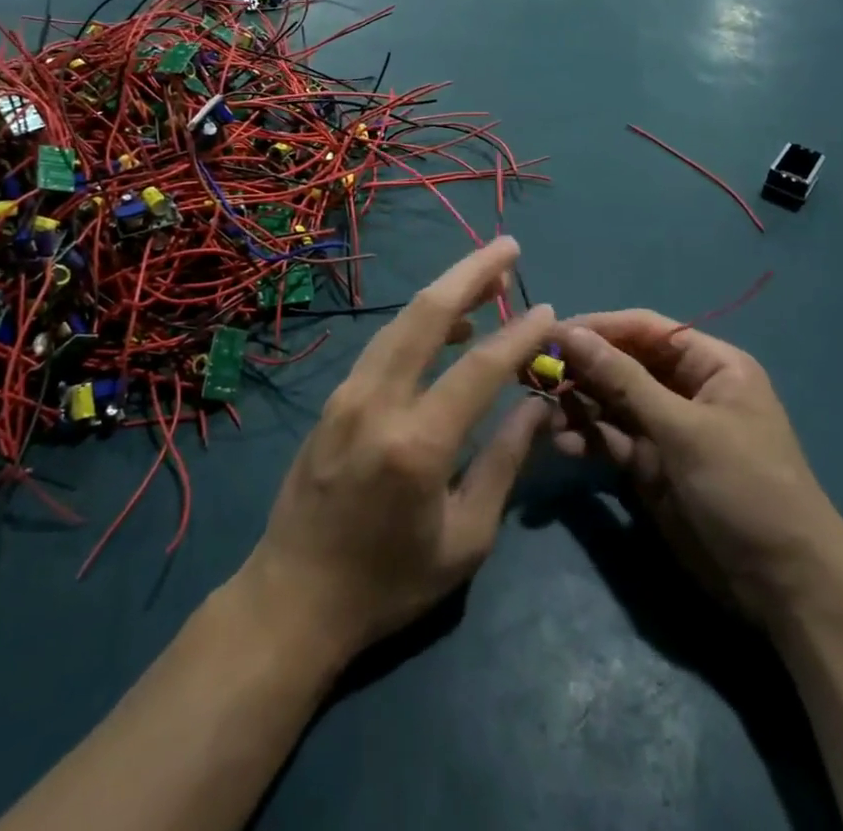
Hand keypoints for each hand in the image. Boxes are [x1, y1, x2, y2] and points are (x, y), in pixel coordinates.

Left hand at [242, 238, 553, 659]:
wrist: (294, 597)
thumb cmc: (389, 582)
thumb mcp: (465, 539)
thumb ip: (503, 463)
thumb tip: (537, 405)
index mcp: (417, 443)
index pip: (479, 367)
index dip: (518, 332)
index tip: (548, 308)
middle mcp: (377, 401)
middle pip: (427, 314)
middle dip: (470, 272)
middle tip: (507, 246)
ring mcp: (348, 393)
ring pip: (400, 320)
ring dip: (444, 291)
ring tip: (486, 278)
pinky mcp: (334, 397)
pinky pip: (383, 344)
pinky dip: (418, 324)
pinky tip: (445, 327)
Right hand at [552, 312, 842, 619]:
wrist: (785, 588)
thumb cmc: (745, 488)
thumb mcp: (683, 429)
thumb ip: (623, 380)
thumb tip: (571, 332)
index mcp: (710, 365)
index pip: (644, 329)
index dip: (598, 327)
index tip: (550, 333)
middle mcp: (686, 389)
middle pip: (623, 363)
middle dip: (582, 367)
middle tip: (535, 373)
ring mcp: (668, 428)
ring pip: (611, 401)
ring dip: (579, 404)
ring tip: (546, 414)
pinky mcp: (653, 465)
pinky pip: (612, 438)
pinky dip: (588, 437)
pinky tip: (565, 445)